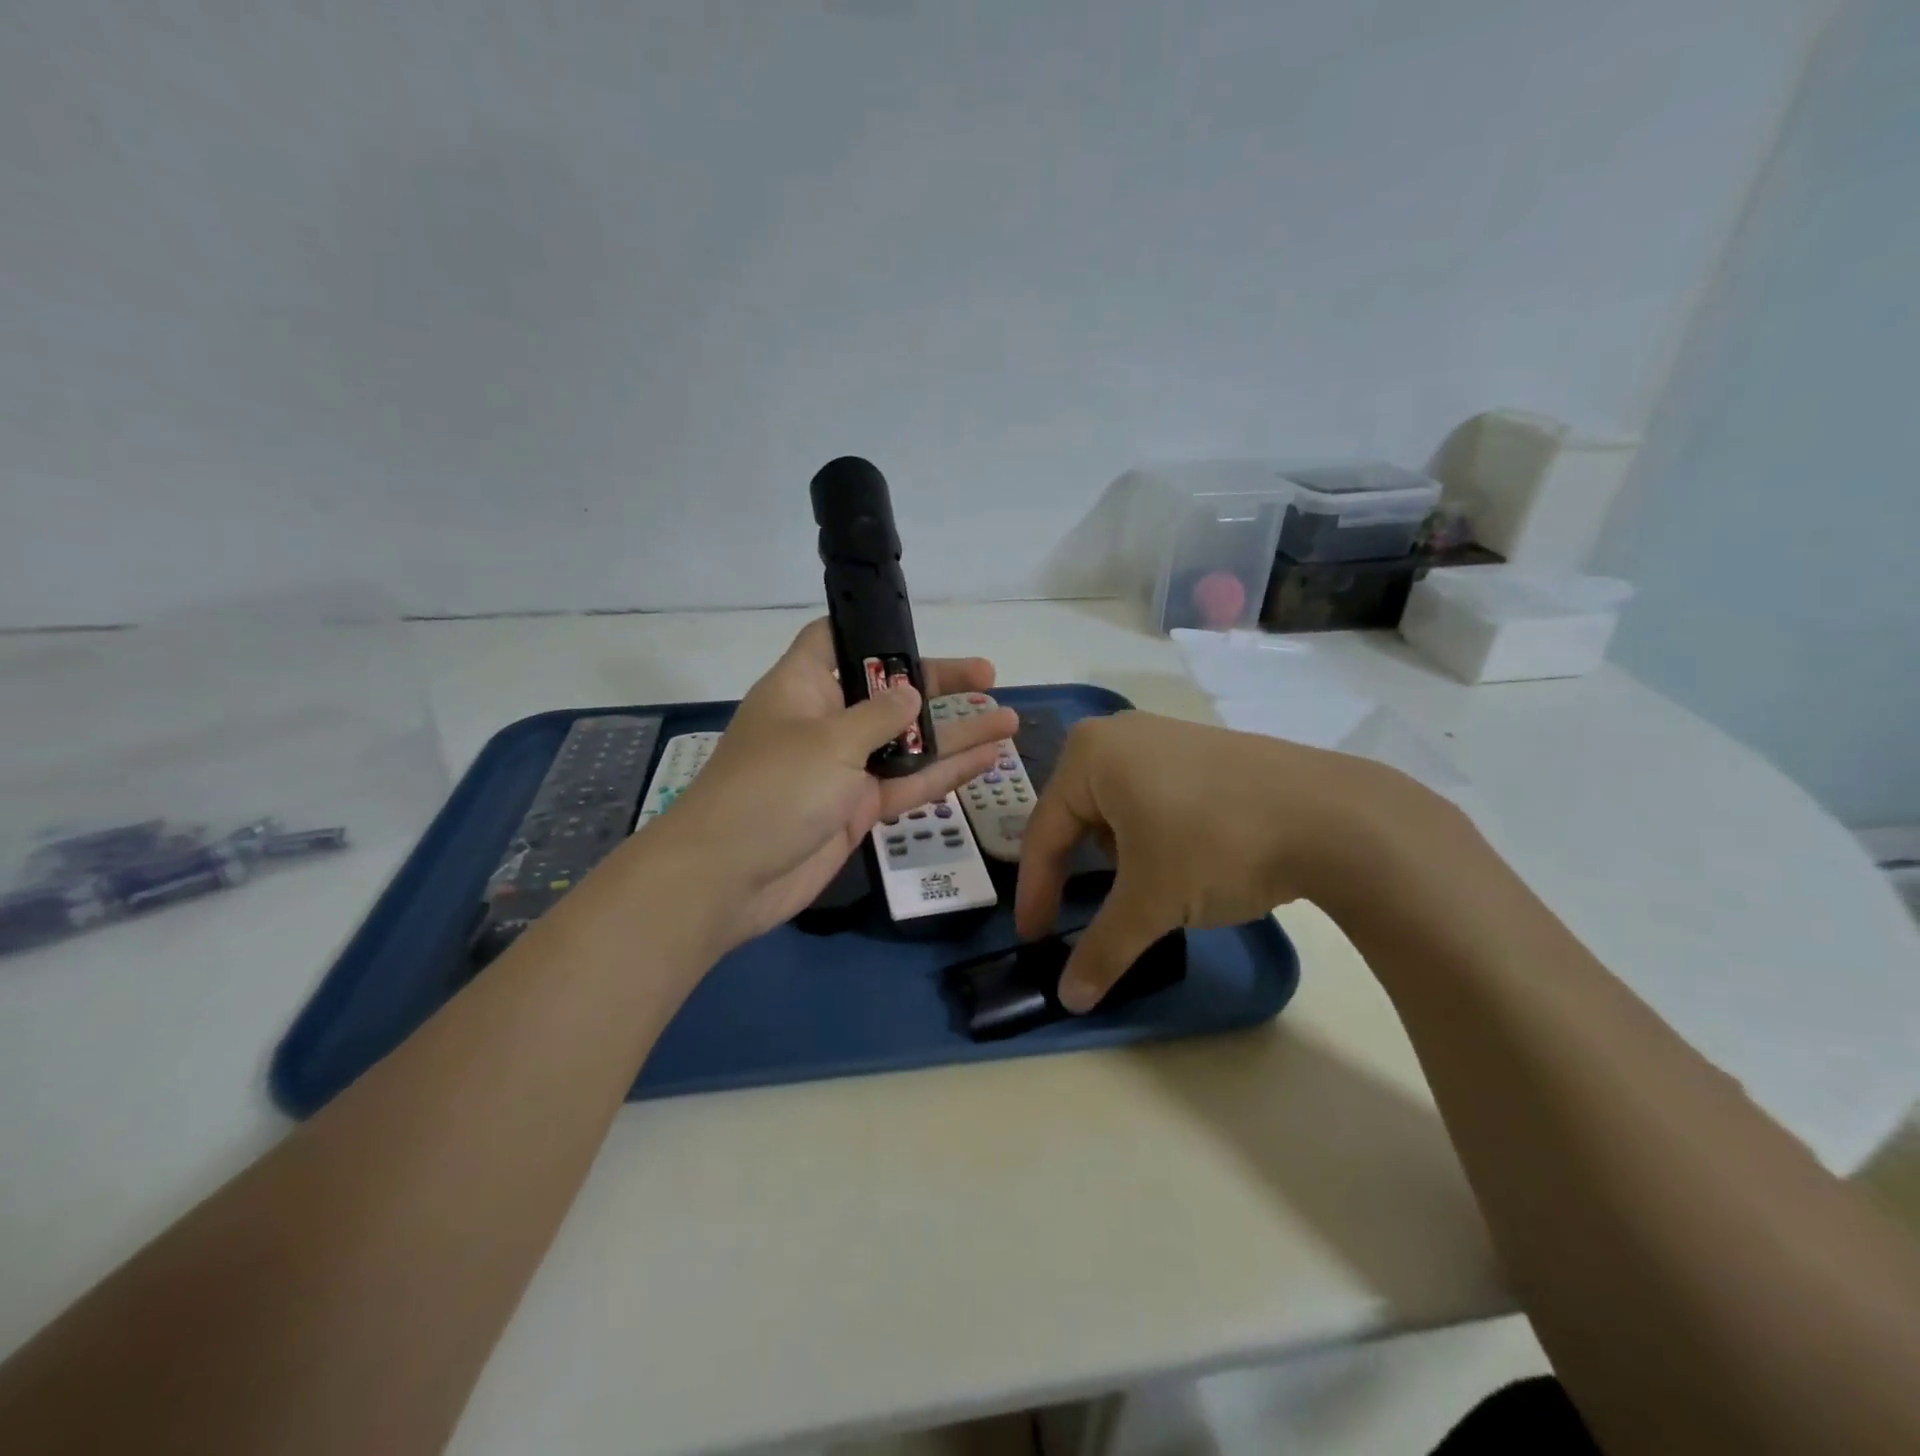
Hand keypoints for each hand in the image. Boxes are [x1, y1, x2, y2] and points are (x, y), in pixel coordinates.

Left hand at [638, 619, 1018, 949]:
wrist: (728, 879)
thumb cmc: (772, 789)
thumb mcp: (829, 740)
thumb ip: (878, 715)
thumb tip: (910, 693)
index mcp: (803, 687)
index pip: (834, 640)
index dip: (871, 630)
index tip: (917, 630)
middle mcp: (824, 721)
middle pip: (886, 692)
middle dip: (936, 685)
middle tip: (988, 677)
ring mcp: (842, 768)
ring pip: (906, 743)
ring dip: (953, 734)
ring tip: (1006, 720)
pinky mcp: (856, 809)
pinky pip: (907, 785)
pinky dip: (944, 774)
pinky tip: (987, 761)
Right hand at [1014, 712, 1449, 1010]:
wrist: (1333, 816)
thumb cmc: (1216, 845)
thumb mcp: (1151, 902)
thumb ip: (1102, 949)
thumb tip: (1070, 1000)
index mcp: (1088, 754)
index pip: (1044, 833)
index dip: (1036, 892)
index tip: (1033, 938)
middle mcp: (1118, 733)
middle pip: (1077, 816)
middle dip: (1081, 870)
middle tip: (1085, 913)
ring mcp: (1164, 734)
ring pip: (1116, 807)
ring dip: (1120, 854)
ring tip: (1150, 886)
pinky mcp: (1202, 748)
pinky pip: (1152, 795)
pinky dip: (1152, 834)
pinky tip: (1183, 857)